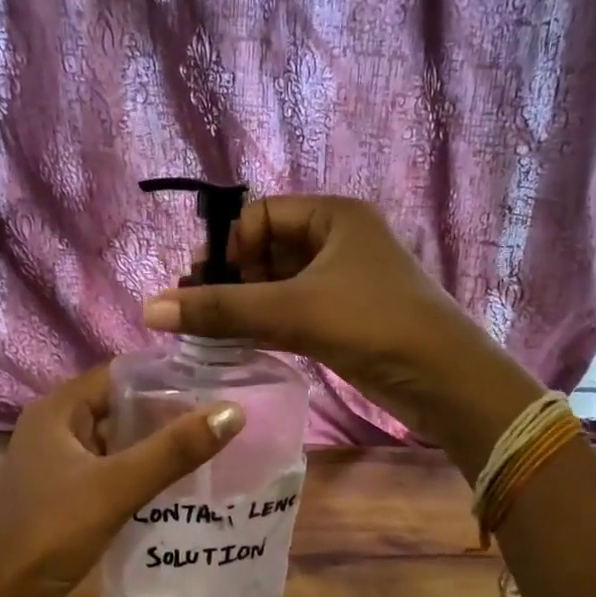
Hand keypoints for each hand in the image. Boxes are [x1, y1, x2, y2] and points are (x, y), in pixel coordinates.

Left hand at [0, 363, 243, 596]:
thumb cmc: (49, 532)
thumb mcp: (116, 486)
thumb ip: (173, 450)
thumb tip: (233, 411)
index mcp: (58, 409)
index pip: (121, 375)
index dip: (167, 378)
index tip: (216, 387)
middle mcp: (56, 428)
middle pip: (122, 408)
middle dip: (168, 415)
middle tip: (223, 422)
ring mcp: (59, 464)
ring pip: (118, 443)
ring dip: (157, 447)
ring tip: (212, 450)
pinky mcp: (66, 496)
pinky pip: (111, 472)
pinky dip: (141, 475)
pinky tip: (178, 488)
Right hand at [142, 196, 519, 438]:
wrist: (446, 381)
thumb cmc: (374, 324)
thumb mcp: (293, 310)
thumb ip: (221, 310)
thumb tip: (150, 308)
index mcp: (334, 217)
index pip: (261, 214)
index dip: (228, 244)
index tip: (199, 281)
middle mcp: (338, 242)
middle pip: (266, 250)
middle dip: (230, 278)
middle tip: (195, 308)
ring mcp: (341, 283)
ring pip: (277, 285)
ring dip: (242, 305)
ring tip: (204, 329)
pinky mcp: (342, 320)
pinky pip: (290, 312)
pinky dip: (262, 324)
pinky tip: (233, 343)